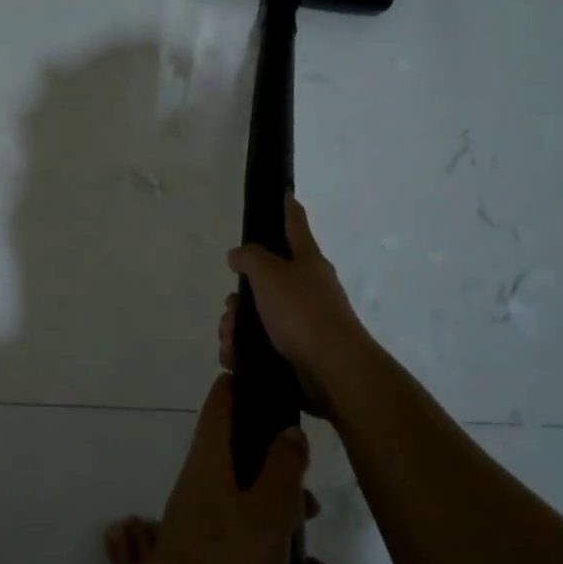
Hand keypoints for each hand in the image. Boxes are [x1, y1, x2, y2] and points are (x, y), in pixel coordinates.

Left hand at [129, 376, 341, 563]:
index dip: (244, 386)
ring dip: (290, 535)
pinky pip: (250, 550)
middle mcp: (200, 486)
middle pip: (244, 460)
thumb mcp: (268, 515)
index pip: (221, 403)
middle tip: (314, 505)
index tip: (274, 382)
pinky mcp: (206, 563)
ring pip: (253, 511)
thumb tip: (288, 430)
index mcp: (209, 462)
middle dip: (283, 478)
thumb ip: (282, 468)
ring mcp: (200, 526)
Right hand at [225, 198, 375, 404]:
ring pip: (257, 315)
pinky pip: (260, 344)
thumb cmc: (302, 312)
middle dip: (240, 296)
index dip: (286, 207)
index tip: (282, 193)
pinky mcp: (296, 352)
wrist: (332, 370)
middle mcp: (306, 287)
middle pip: (265, 279)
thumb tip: (238, 255)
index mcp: (306, 260)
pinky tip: (235, 358)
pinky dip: (243, 350)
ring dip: (236, 326)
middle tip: (231, 308)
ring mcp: (303, 321)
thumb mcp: (270, 274)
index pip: (294, 223)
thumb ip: (250, 258)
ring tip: (230, 341)